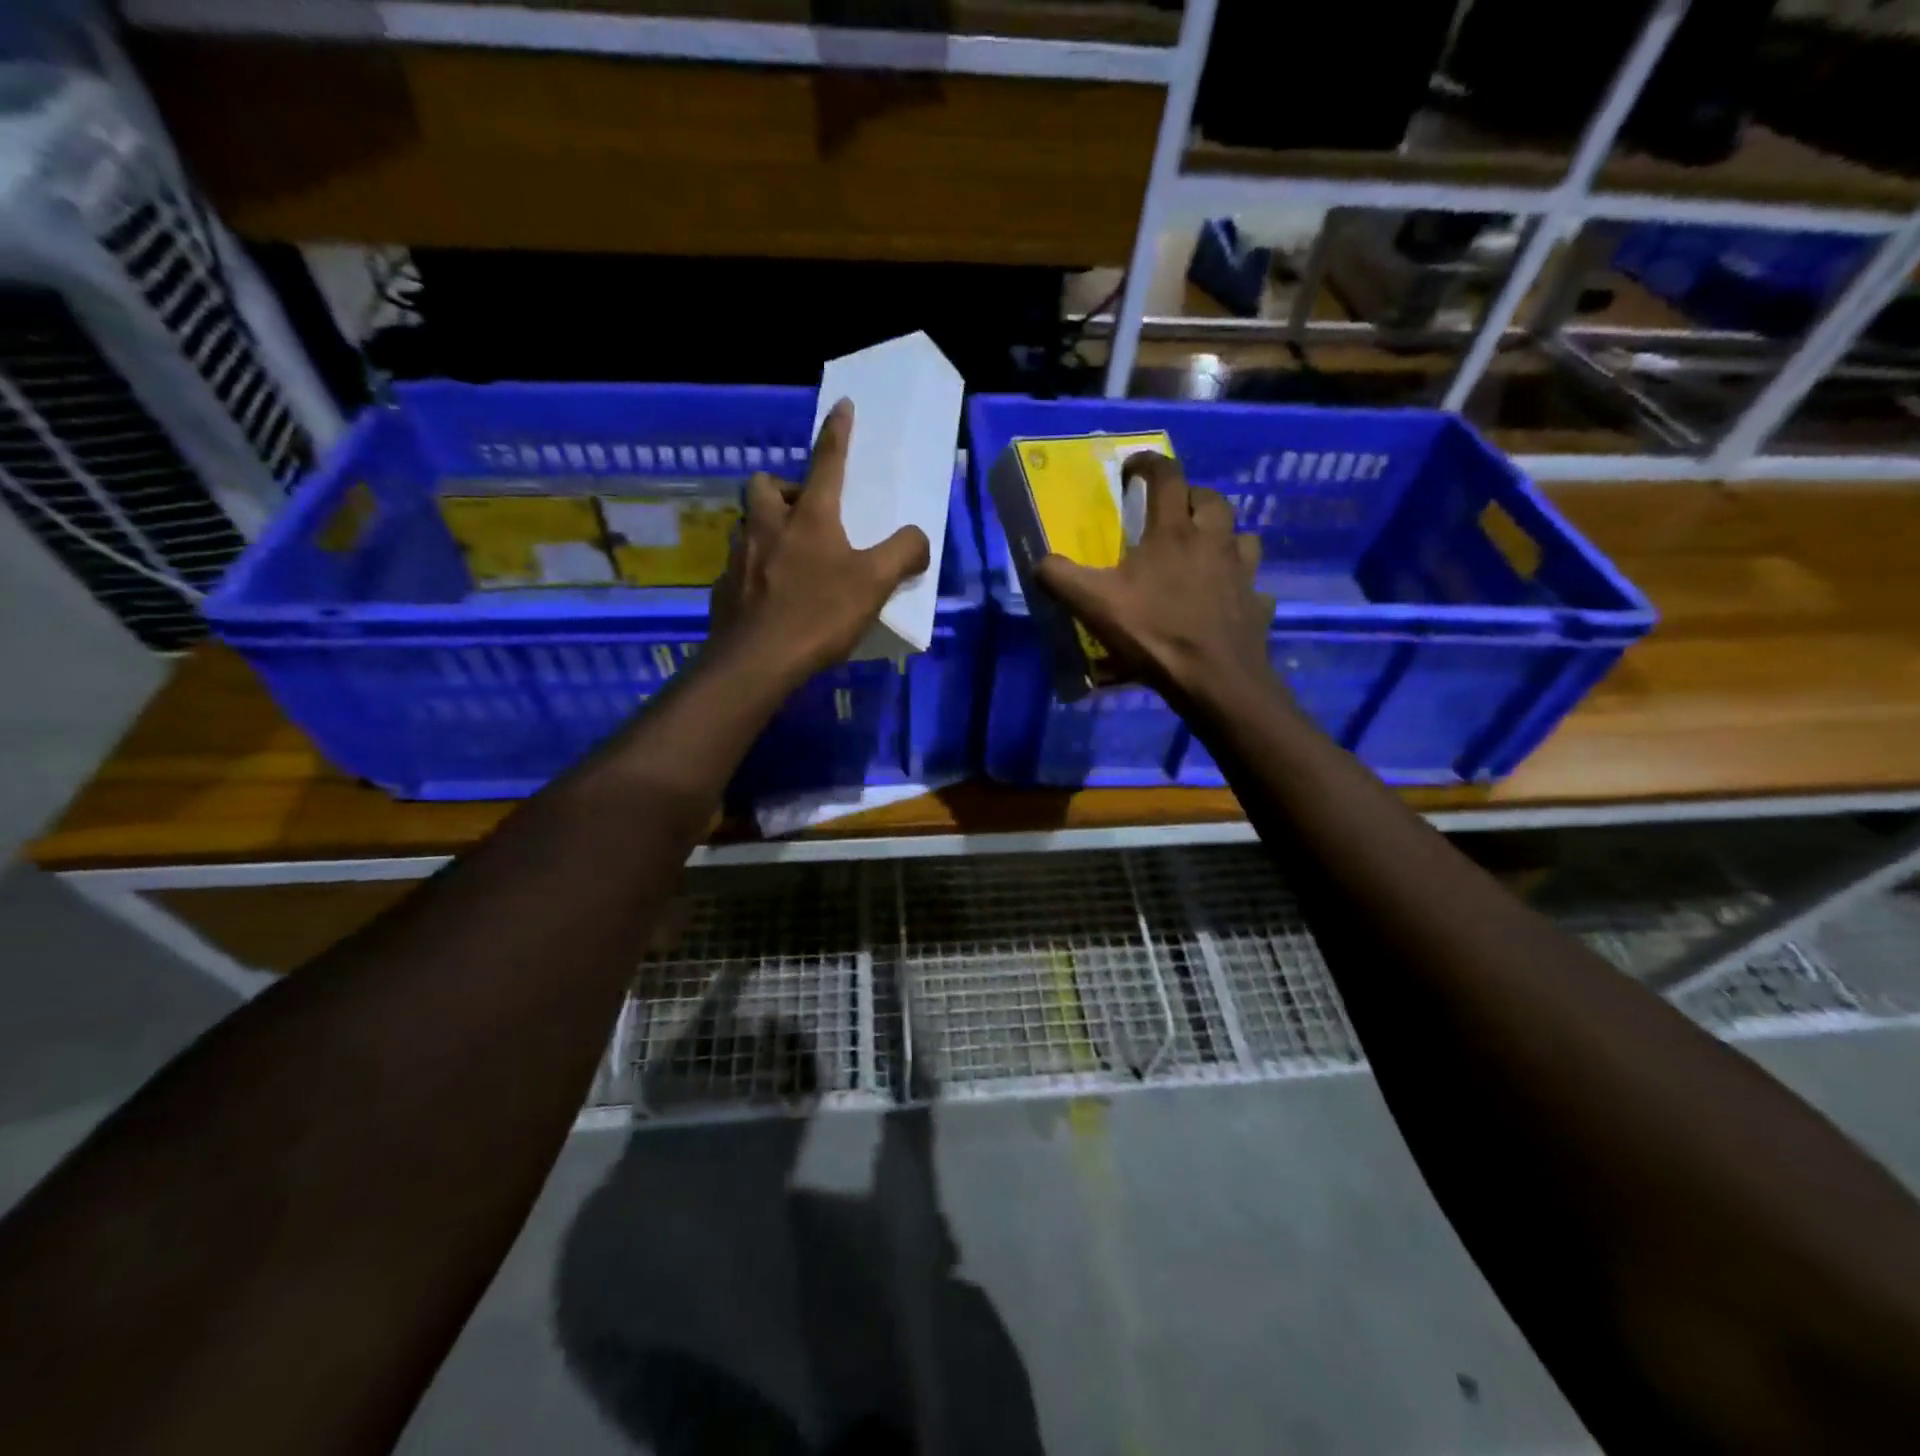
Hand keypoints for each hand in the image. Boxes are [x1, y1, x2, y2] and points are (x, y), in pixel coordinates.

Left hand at [710, 398, 930, 681]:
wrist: (757, 661)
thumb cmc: (819, 615)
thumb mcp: (875, 584)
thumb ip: (903, 553)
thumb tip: (919, 538)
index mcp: (809, 517)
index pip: (827, 461)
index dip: (837, 433)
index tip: (842, 406)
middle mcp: (768, 526)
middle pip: (765, 485)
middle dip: (783, 487)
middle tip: (804, 513)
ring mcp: (739, 556)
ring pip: (748, 524)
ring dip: (767, 528)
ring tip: (789, 556)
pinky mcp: (723, 587)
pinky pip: (739, 564)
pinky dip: (756, 567)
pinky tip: (771, 594)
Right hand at [1036, 451, 1274, 712]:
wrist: (1214, 679)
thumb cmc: (1154, 633)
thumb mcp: (1093, 604)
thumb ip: (1060, 578)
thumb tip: (1040, 562)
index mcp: (1174, 533)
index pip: (1167, 477)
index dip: (1148, 464)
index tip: (1132, 469)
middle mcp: (1213, 542)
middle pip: (1211, 499)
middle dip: (1190, 495)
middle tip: (1170, 511)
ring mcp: (1241, 573)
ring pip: (1240, 537)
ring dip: (1221, 536)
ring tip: (1201, 552)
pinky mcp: (1256, 605)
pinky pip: (1251, 585)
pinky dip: (1238, 586)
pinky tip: (1223, 601)